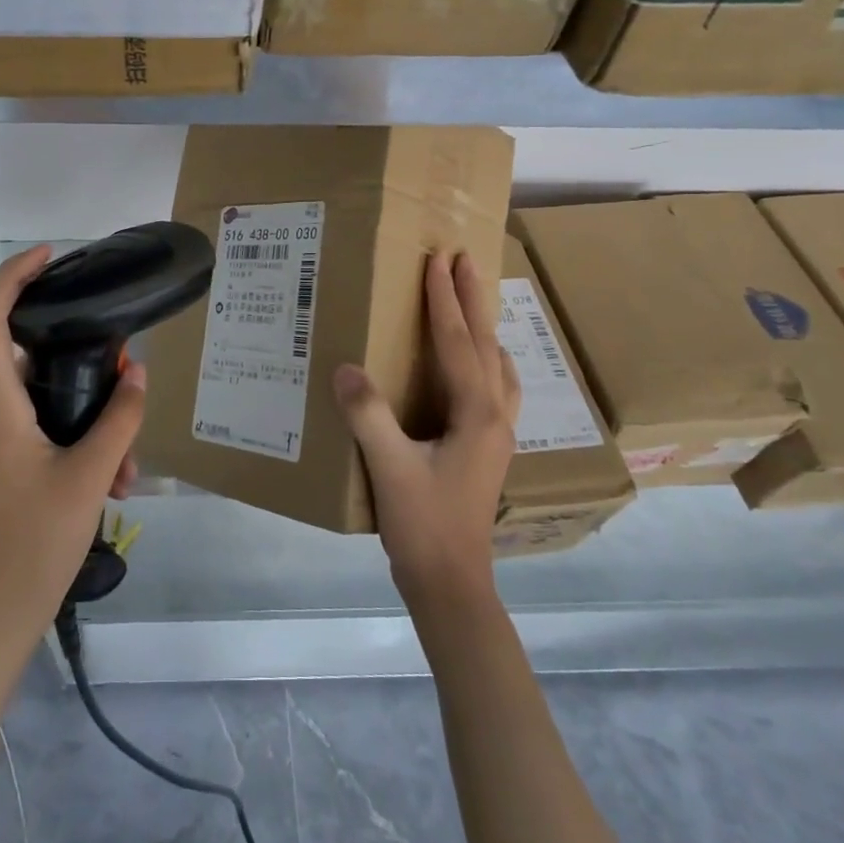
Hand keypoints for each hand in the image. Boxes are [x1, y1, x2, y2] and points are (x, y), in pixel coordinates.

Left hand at [0, 246, 143, 661]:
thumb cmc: (34, 545)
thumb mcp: (90, 478)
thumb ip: (119, 420)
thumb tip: (137, 371)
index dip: (12, 278)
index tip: (48, 257)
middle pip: (29, 358)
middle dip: (83, 366)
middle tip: (127, 379)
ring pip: (43, 401)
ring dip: (89, 418)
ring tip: (128, 463)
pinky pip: (40, 429)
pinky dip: (76, 439)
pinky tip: (112, 480)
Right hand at [333, 252, 519, 609]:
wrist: (452, 584)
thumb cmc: (423, 525)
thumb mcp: (390, 468)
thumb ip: (368, 415)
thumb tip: (345, 367)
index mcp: (477, 413)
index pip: (459, 342)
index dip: (445, 299)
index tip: (439, 260)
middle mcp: (496, 415)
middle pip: (486, 344)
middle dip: (473, 298)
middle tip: (462, 258)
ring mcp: (498, 433)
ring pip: (497, 364)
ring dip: (483, 326)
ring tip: (472, 299)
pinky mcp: (489, 447)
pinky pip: (496, 385)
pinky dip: (488, 359)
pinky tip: (481, 365)